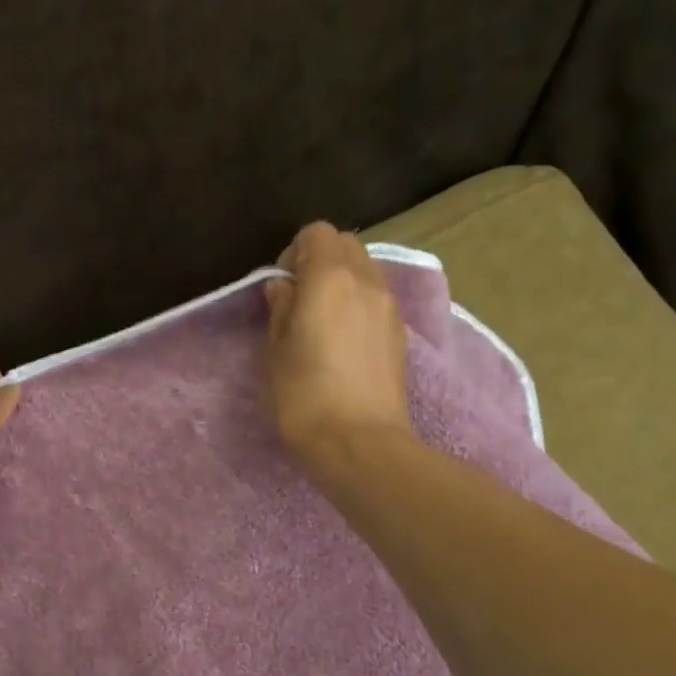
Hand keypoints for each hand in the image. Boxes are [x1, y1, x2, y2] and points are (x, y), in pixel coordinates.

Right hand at [263, 222, 412, 460]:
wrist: (359, 442)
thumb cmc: (304, 395)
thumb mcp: (276, 349)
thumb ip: (280, 308)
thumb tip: (283, 287)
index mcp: (330, 277)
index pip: (317, 233)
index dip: (294, 252)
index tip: (282, 286)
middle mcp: (366, 281)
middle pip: (346, 246)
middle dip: (321, 261)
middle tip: (299, 300)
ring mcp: (389, 307)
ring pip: (365, 271)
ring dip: (342, 282)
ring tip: (321, 322)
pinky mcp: (400, 334)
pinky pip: (376, 299)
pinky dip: (358, 304)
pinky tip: (343, 341)